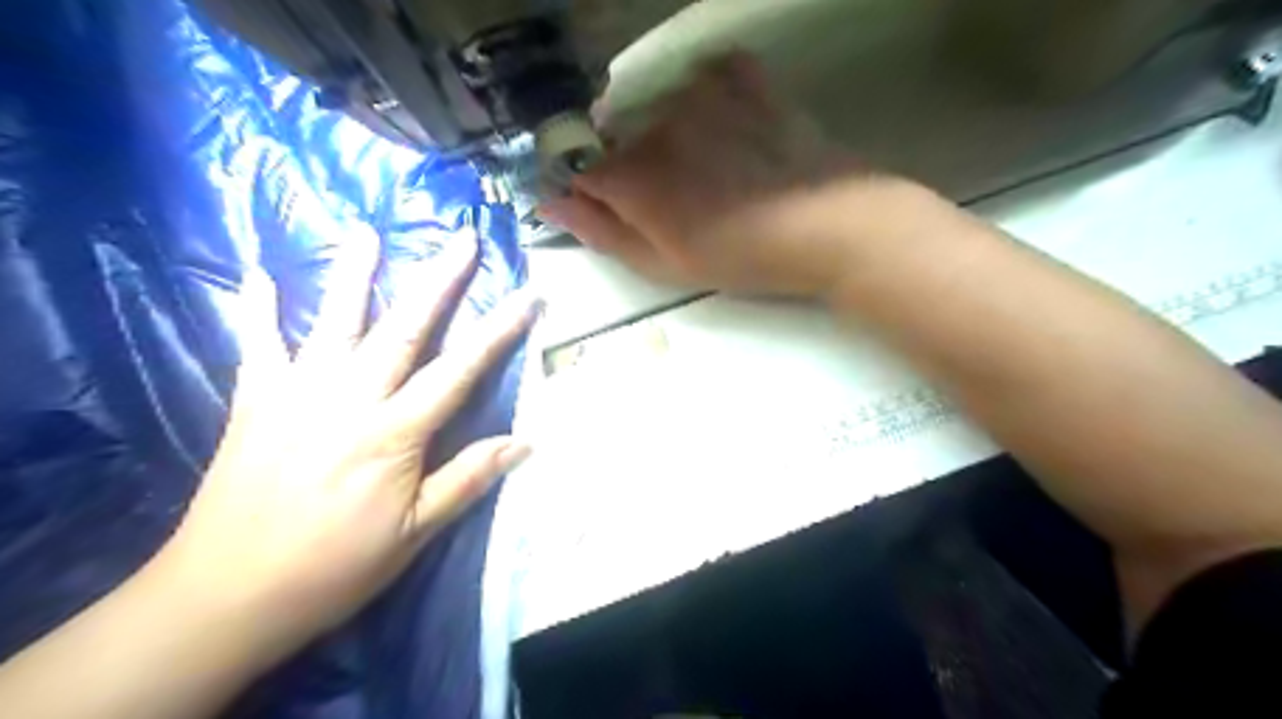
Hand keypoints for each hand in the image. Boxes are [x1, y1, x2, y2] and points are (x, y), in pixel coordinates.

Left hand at [149, 235, 535, 655]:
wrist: (225, 594)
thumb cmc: (334, 567)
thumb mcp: (415, 532)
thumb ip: (468, 479)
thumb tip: (525, 441)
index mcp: (394, 433)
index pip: (460, 369)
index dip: (500, 330)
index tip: (528, 295)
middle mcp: (349, 399)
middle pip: (404, 329)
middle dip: (439, 281)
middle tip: (461, 239)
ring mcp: (297, 393)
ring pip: (333, 322)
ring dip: (354, 274)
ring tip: (367, 231)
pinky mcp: (255, 402)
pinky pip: (257, 345)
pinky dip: (258, 309)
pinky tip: (258, 273)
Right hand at [539, 49, 899, 296]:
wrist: (828, 226)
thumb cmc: (742, 258)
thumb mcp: (665, 265)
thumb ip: (602, 232)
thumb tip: (547, 204)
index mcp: (632, 176)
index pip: (581, 171)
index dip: (593, 193)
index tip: (617, 211)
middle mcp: (654, 123)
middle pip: (621, 140)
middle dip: (636, 169)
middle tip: (680, 202)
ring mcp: (701, 93)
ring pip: (660, 109)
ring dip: (673, 136)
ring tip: (714, 170)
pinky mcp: (744, 78)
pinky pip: (708, 76)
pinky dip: (710, 97)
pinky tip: (731, 126)